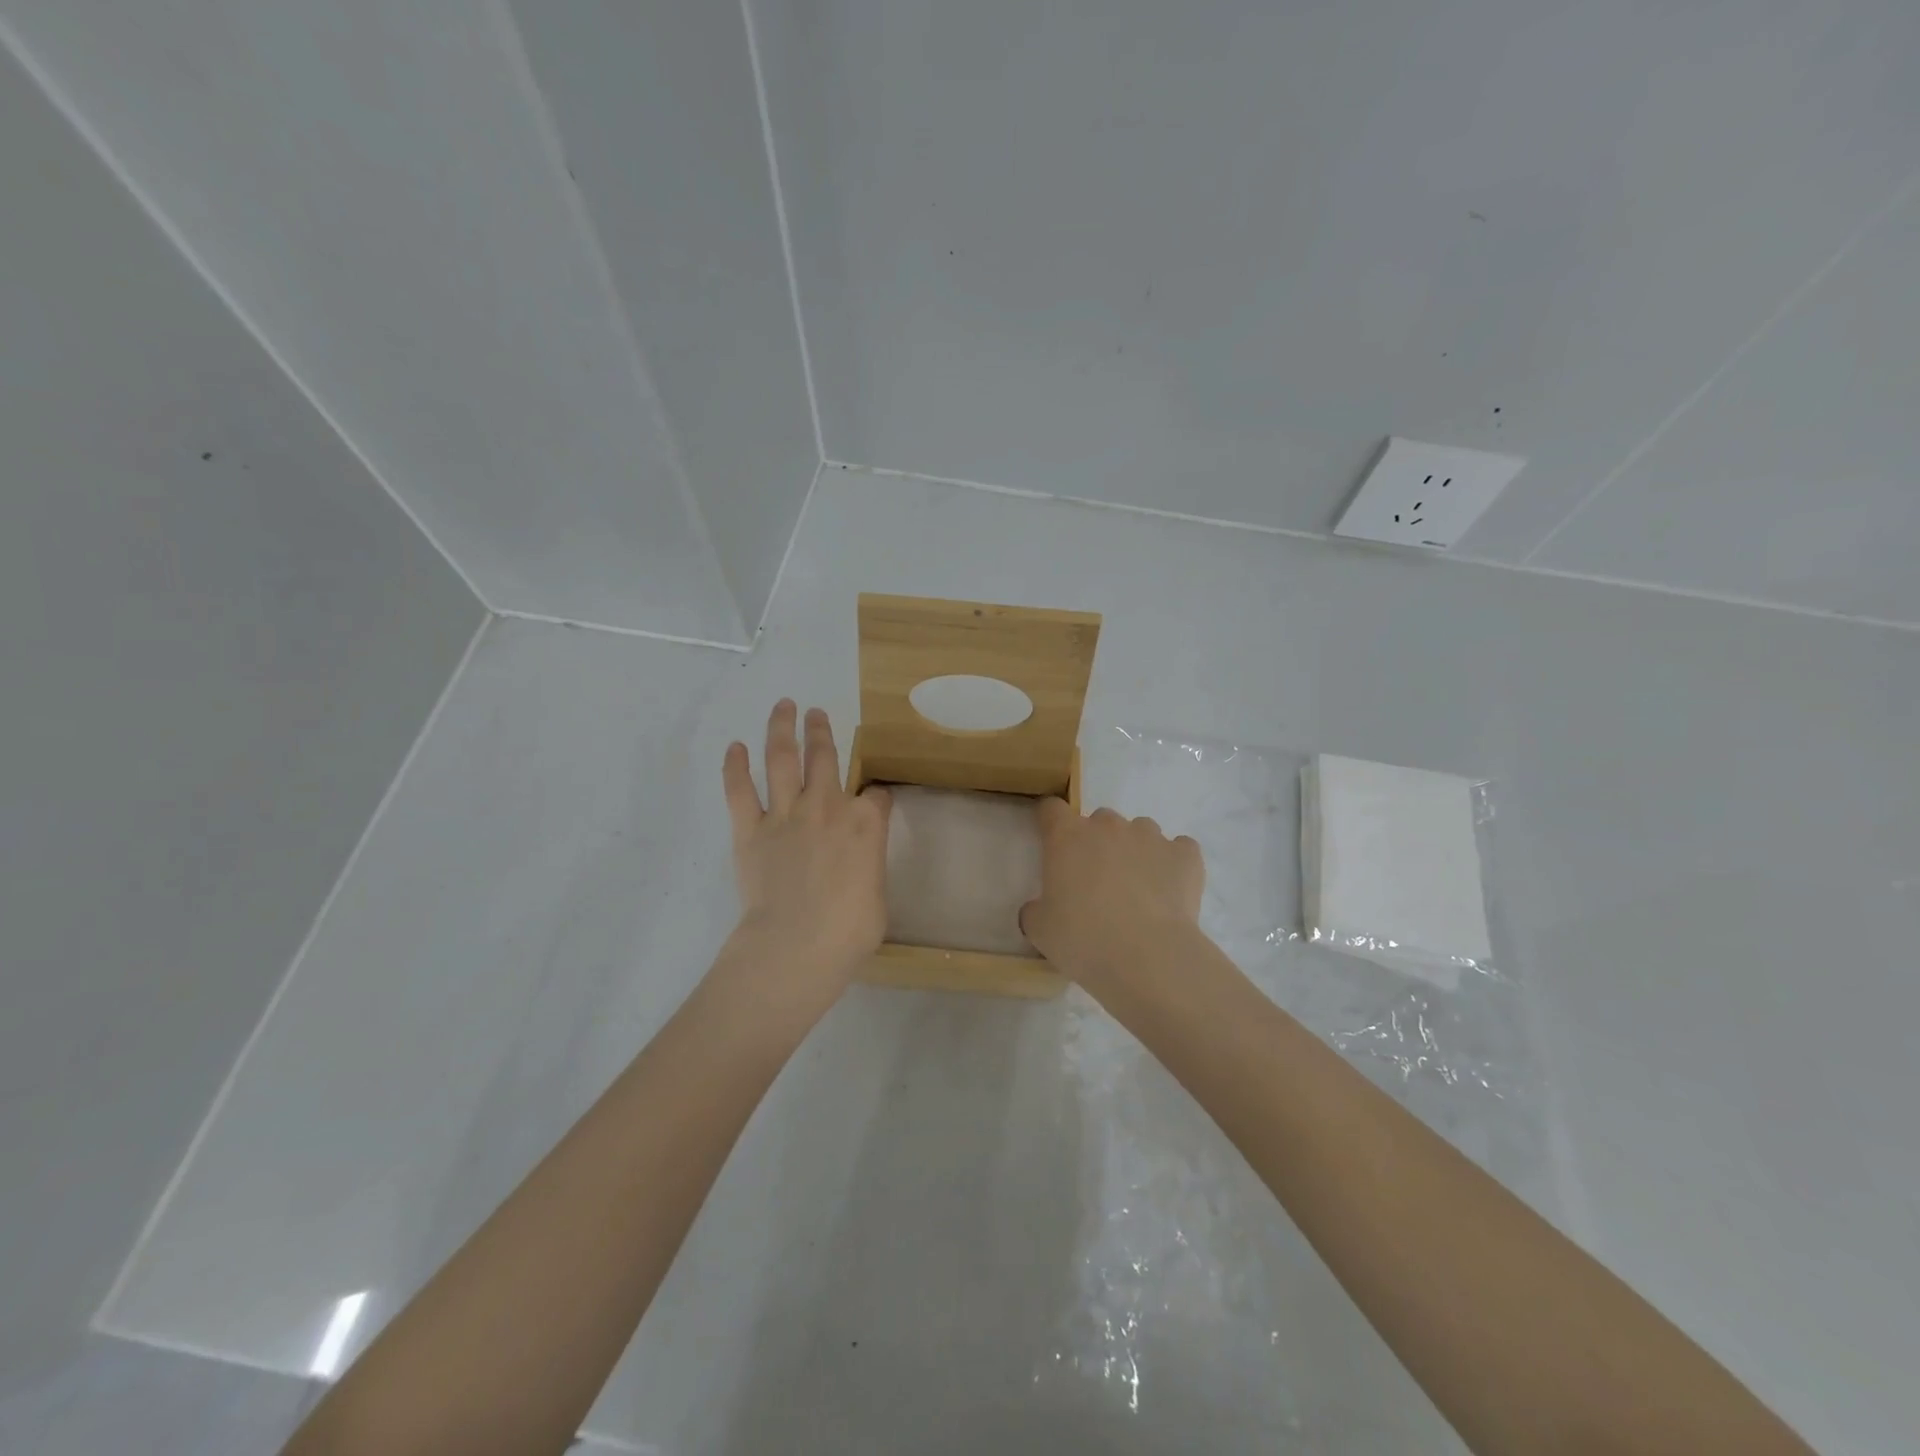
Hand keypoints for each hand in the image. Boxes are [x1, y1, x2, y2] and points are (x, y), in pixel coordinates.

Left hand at [720, 701, 891, 1014]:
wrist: (796, 944)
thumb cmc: (848, 931)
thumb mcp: (877, 896)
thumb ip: (868, 867)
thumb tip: (859, 865)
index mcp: (866, 824)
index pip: (877, 797)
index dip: (877, 798)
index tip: (875, 801)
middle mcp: (827, 806)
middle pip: (825, 757)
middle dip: (822, 731)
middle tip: (816, 712)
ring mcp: (786, 814)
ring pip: (783, 758)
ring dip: (783, 728)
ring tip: (783, 706)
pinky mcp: (750, 829)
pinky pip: (740, 790)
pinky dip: (736, 766)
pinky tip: (735, 746)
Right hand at [1020, 800, 1204, 989]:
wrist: (1148, 958)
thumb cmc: (1083, 940)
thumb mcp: (1040, 929)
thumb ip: (1036, 909)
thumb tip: (1040, 908)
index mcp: (1067, 837)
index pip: (1052, 809)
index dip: (1051, 823)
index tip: (1053, 844)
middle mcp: (1108, 826)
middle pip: (1100, 820)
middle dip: (1097, 843)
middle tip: (1097, 881)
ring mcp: (1150, 837)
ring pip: (1140, 831)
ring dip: (1135, 850)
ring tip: (1138, 889)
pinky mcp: (1185, 855)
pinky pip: (1179, 849)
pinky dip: (1173, 864)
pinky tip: (1170, 891)